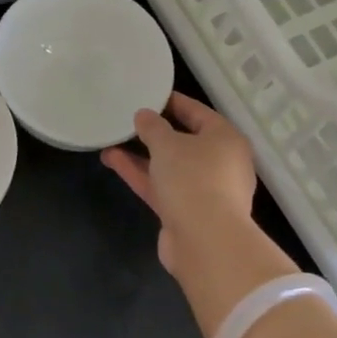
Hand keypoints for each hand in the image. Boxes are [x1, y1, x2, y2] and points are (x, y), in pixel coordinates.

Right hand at [102, 94, 297, 337]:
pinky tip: (113, 160)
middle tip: (128, 119)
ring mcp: (204, 190)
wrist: (205, 242)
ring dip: (141, 154)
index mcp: (225, 139)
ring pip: (169, 166)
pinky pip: (162, 186)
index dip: (171, 102)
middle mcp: (220, 162)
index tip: (147, 95)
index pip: (197, 112)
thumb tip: (144, 116)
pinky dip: (141, 174)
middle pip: (184, 140)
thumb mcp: (168, 144)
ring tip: (111, 139)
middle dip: (154, 131)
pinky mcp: (187, 213)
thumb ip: (153, 127)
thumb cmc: (193, 179)